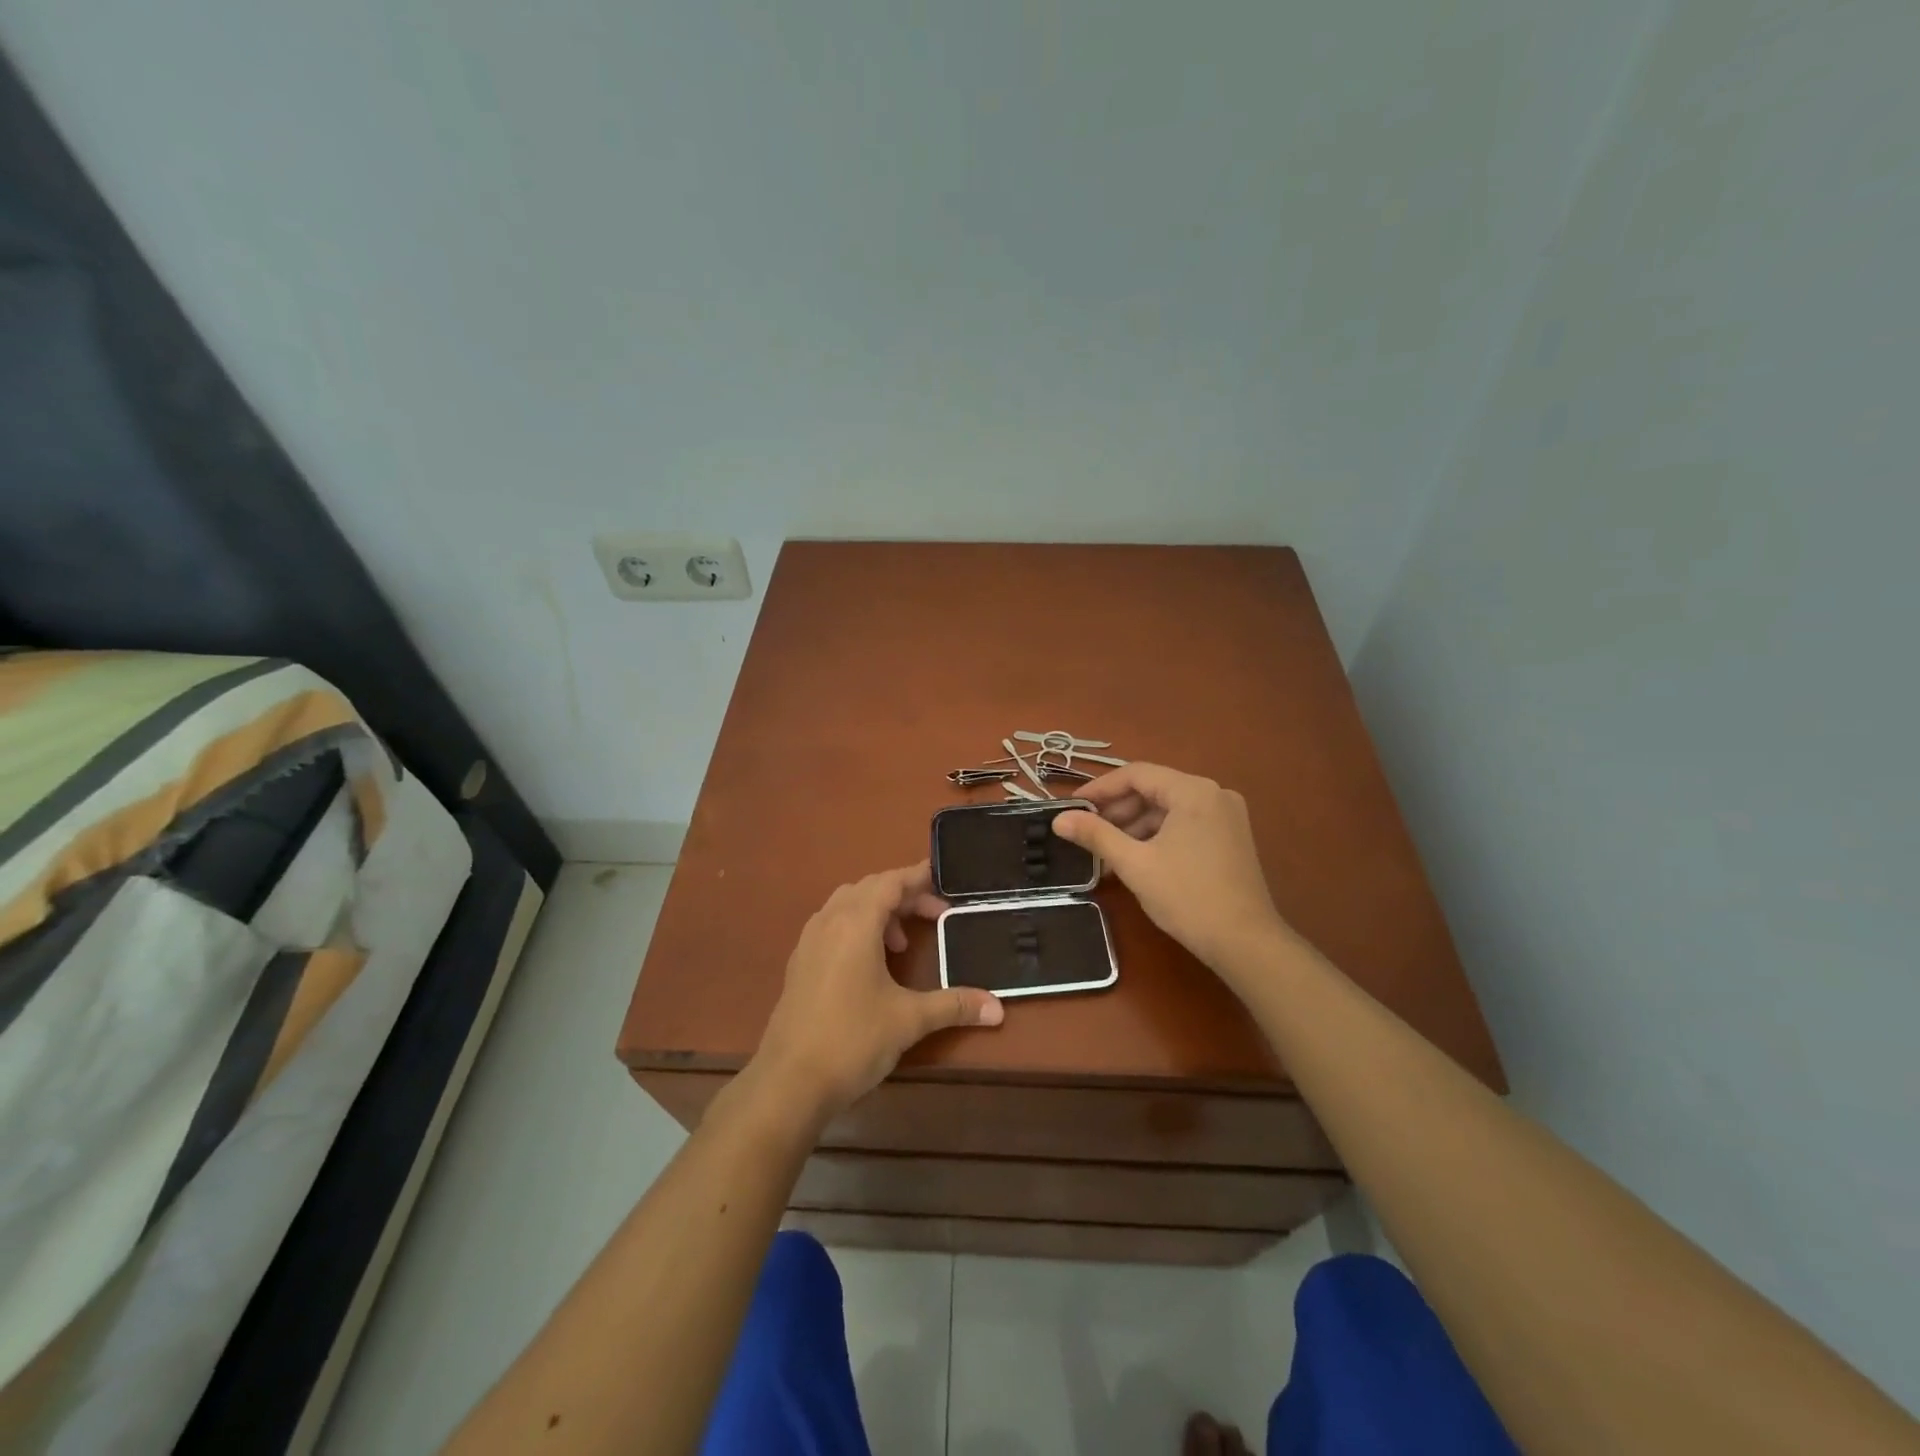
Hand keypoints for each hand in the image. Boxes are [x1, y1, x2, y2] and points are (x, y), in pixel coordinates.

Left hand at [750, 863, 1003, 1119]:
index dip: (917, 877)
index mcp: (855, 923)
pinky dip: (856, 928)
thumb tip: (998, 1009)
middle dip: (903, 896)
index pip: (890, 882)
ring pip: (846, 905)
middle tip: (934, 915)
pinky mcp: (799, 964)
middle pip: (869, 889)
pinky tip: (870, 963)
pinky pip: (831, 925)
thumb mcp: (909, 1020)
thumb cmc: (852, 1039)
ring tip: (901, 943)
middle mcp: (829, 922)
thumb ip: (954, 1005)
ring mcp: (809, 942)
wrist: (789, 1082)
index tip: (942, 877)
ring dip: (877, 911)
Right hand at [1053, 763, 1290, 974]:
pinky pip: (1184, 825)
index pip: (1137, 774)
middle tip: (1087, 834)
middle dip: (1117, 811)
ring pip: (1168, 810)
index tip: (1072, 807)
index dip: (1100, 788)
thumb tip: (1059, 819)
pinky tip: (1135, 861)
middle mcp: (1214, 794)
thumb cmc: (1187, 897)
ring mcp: (1226, 816)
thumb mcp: (1134, 864)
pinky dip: (1157, 837)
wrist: (1245, 943)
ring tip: (1106, 854)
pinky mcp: (1230, 838)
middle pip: (1154, 790)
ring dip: (1135, 827)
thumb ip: (1095, 835)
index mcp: (1194, 791)